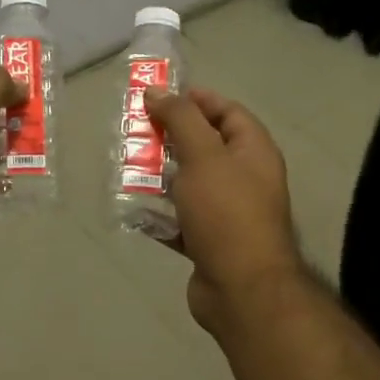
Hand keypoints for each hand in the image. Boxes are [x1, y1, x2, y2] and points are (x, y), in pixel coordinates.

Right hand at [145, 87, 305, 335]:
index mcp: (253, 152)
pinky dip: (159, 213)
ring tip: (126, 167)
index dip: (197, 99)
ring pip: (188, 183)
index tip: (160, 97)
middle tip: (135, 131)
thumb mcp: (203, 156)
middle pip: (205, 146)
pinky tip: (133, 208)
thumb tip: (157, 90)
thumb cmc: (226, 213)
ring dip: (159, 175)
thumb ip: (180, 119)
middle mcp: (244, 178)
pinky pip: (179, 218)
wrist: (241, 289)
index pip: (228, 112)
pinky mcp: (208, 241)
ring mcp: (226, 212)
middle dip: (170, 137)